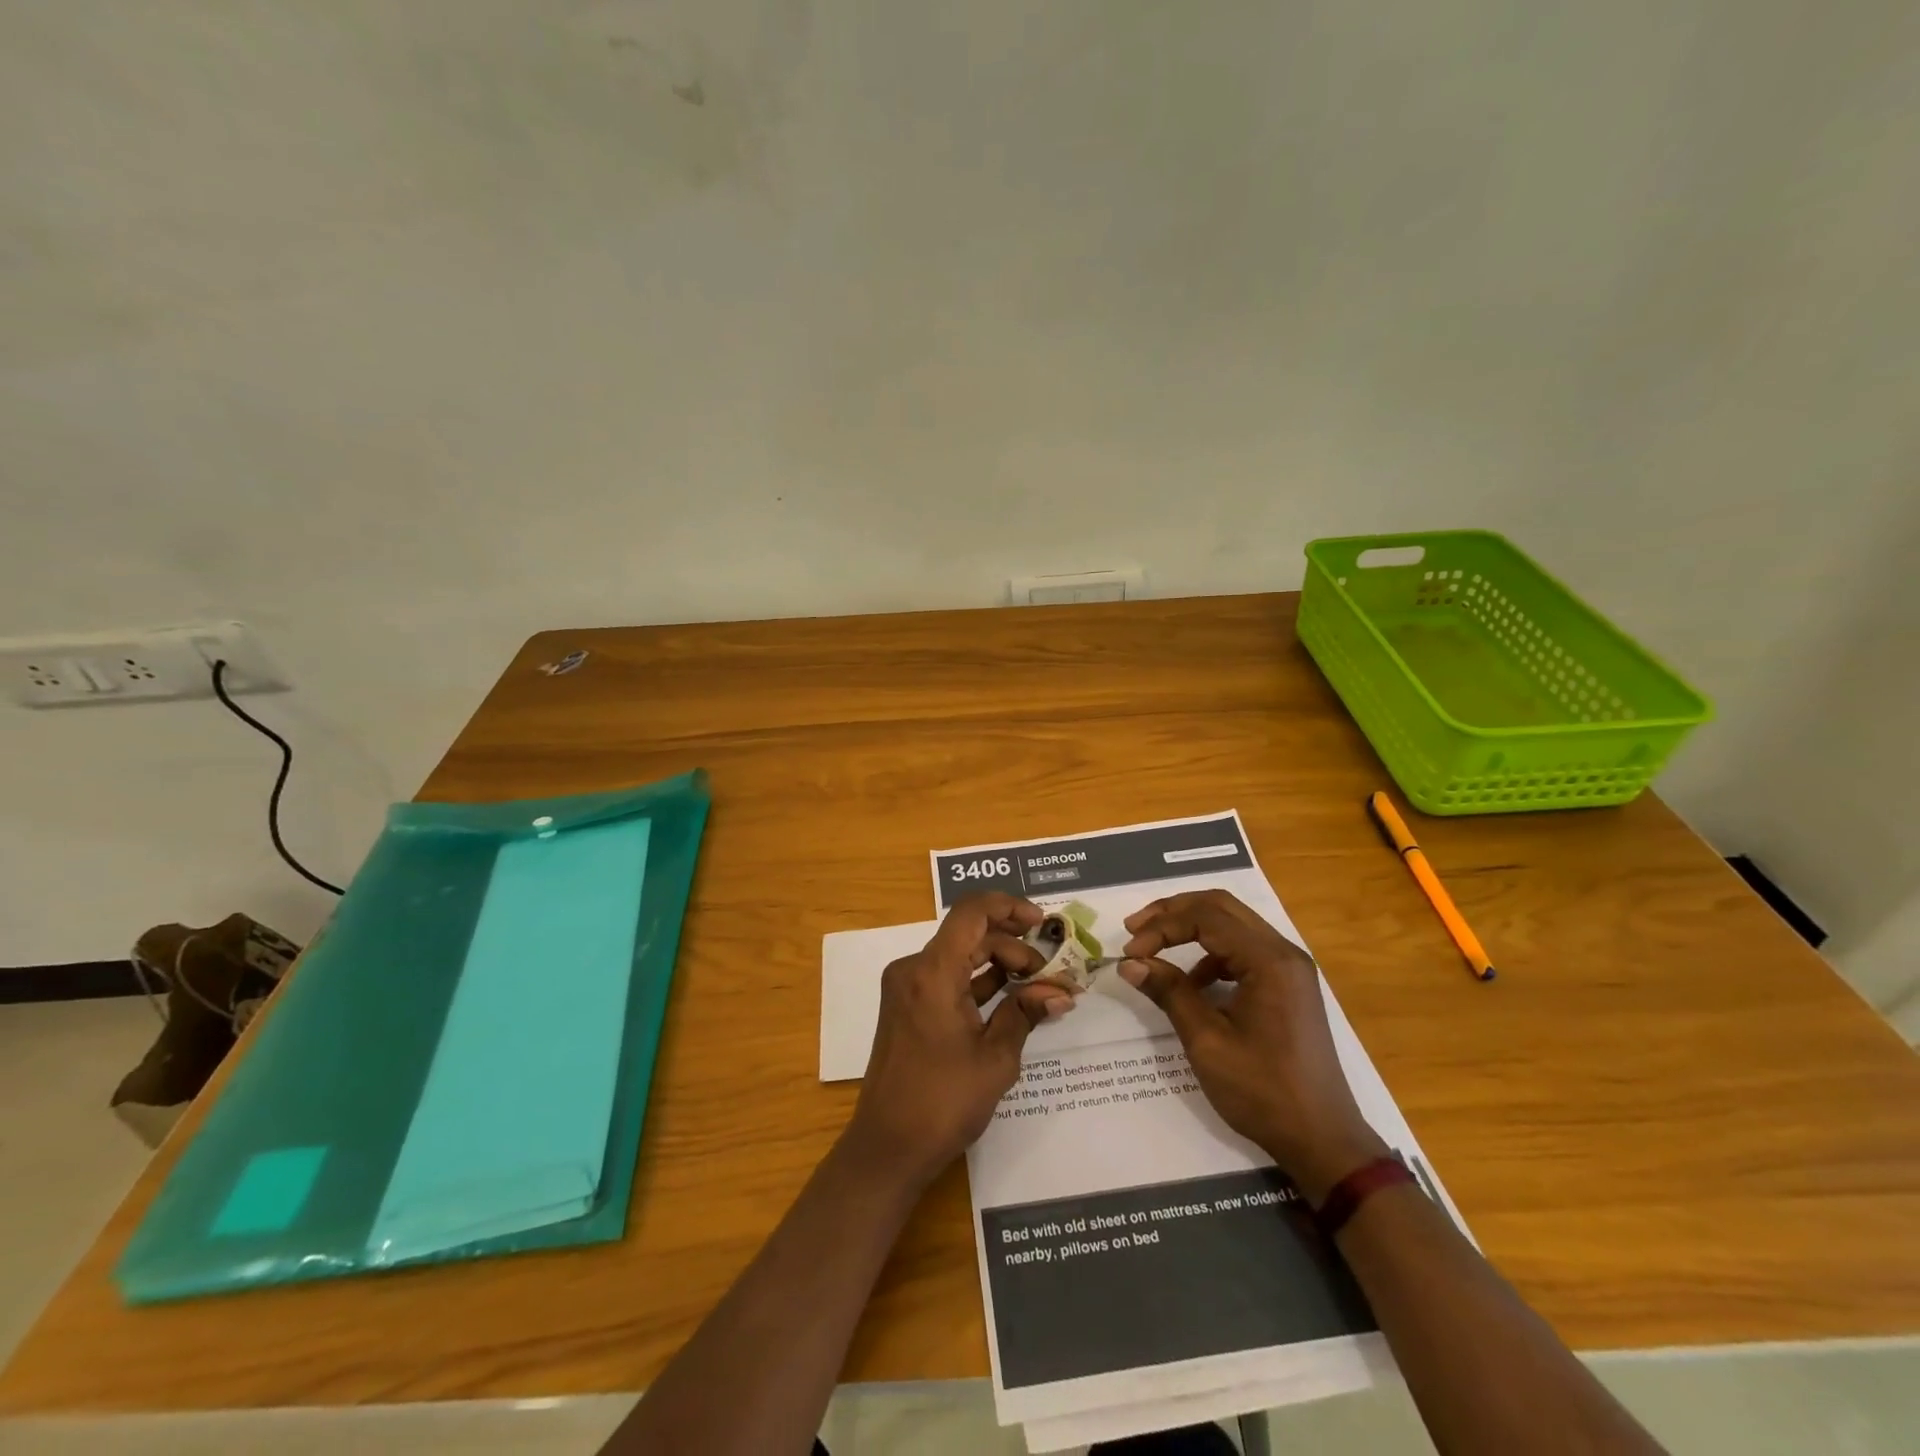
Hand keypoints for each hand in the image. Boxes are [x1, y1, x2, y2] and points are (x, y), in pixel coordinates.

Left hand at [846, 893, 1072, 1187]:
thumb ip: (1026, 1013)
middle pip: (969, 934)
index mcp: (932, 972)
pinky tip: (1010, 999)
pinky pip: (947, 977)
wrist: (887, 1147)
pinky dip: (978, 982)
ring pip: (959, 955)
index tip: (1042, 923)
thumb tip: (1061, 993)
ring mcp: (907, 987)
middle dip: (1013, 946)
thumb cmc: (943, 1102)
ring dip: (998, 963)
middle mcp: (914, 969)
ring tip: (1037, 986)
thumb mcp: (995, 1058)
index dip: (1009, 906)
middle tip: (1049, 975)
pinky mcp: (907, 1006)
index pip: (971, 912)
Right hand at [1119, 889, 1386, 1202]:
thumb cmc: (1263, 1092)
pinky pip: (1243, 949)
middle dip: (1173, 912)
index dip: (1162, 927)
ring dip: (1190, 928)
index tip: (1130, 953)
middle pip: (1221, 906)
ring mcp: (1289, 968)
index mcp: (1269, 961)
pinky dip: (1209, 953)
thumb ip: (1169, 993)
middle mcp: (1283, 952)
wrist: (1322, 1140)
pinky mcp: (1287, 985)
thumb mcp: (1207, 1042)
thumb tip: (1130, 963)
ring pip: (1232, 924)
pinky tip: (1191, 983)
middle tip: (1135, 928)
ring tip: (1154, 950)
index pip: (1206, 918)